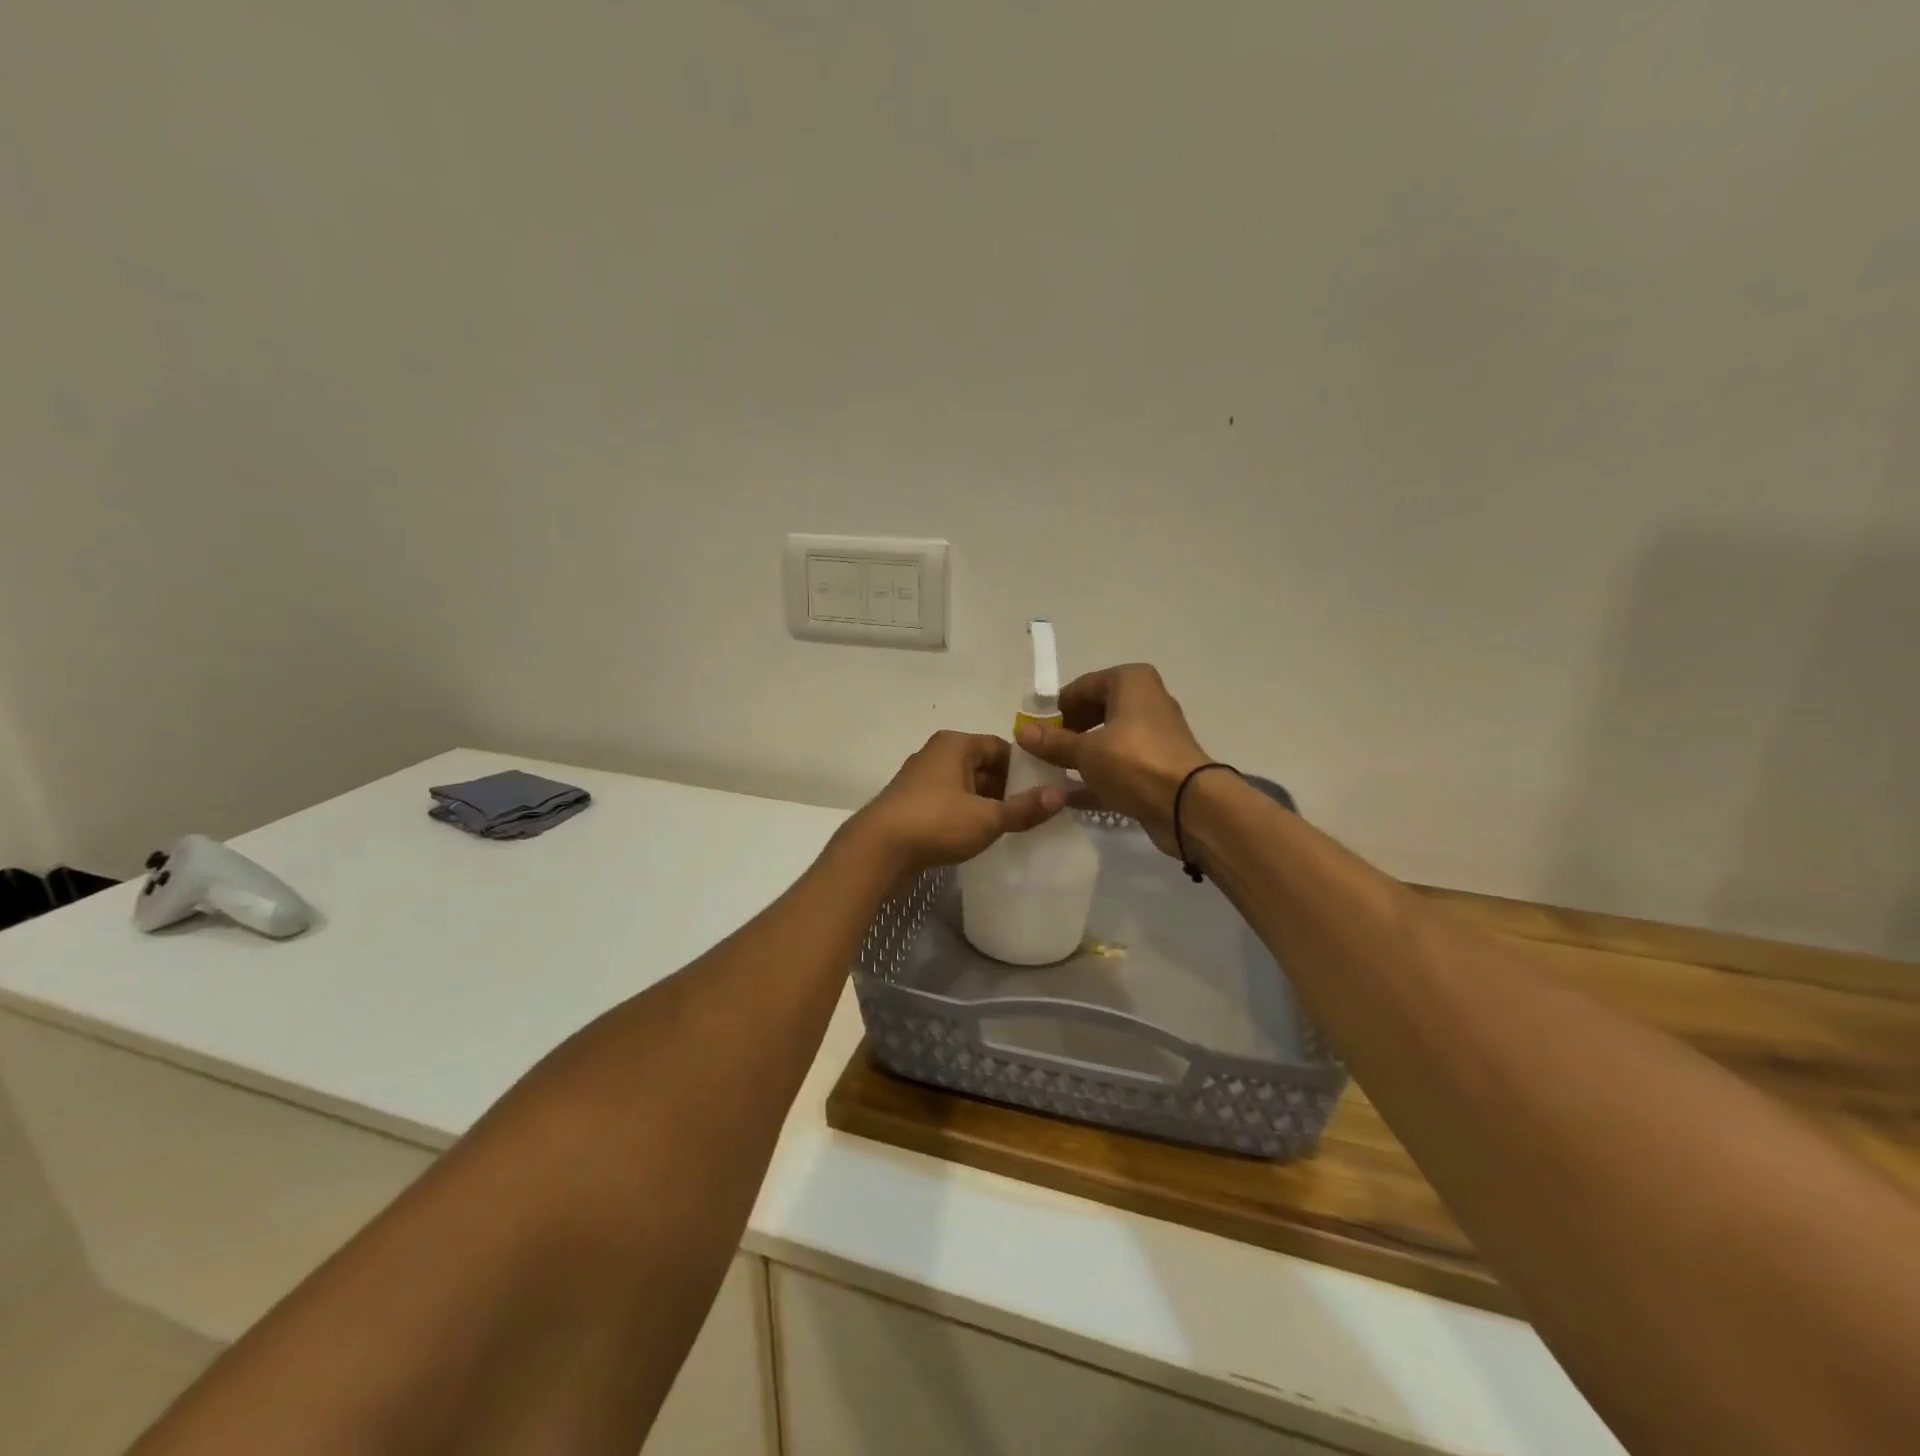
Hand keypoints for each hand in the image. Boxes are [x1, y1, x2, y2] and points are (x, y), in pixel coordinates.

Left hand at [844, 731, 1064, 875]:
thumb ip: (1025, 807)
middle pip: (983, 766)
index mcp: (955, 744)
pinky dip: (966, 816)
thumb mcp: (987, 818)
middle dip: (1007, 788)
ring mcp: (921, 780)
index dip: (1026, 768)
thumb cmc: (936, 822)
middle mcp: (936, 754)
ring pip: (966, 787)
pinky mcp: (911, 805)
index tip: (1045, 791)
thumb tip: (1062, 794)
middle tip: (1034, 812)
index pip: (1001, 747)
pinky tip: (980, 837)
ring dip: (986, 805)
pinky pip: (949, 804)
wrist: (877, 851)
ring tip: (1012, 827)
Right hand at [1014, 664, 1210, 856]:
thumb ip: (1052, 742)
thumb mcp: (1086, 751)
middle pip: (1095, 712)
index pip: (1082, 686)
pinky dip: (1096, 779)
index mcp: (1131, 682)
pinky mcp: (1156, 769)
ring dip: (1080, 757)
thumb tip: (1021, 731)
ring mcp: (1153, 737)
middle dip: (1068, 732)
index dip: (1056, 708)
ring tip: (1050, 773)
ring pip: (1107, 741)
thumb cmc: (1134, 762)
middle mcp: (1145, 702)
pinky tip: (1069, 797)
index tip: (1034, 731)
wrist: (1188, 807)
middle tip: (1041, 752)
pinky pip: (1118, 768)